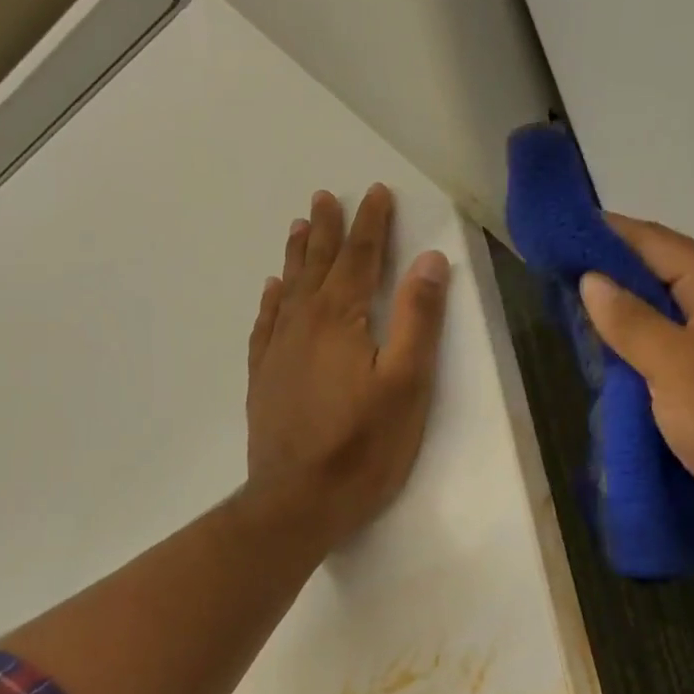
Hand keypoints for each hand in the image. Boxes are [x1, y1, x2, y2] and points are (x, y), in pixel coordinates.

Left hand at [245, 184, 451, 548]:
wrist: (297, 501)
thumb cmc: (363, 446)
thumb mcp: (407, 384)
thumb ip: (418, 319)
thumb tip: (430, 260)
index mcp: (342, 318)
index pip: (360, 258)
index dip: (372, 224)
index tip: (376, 192)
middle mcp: (303, 323)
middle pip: (319, 265)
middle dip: (329, 228)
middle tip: (326, 196)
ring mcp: (277, 351)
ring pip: (289, 288)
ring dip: (297, 255)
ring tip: (299, 226)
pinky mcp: (264, 378)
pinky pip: (265, 323)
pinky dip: (272, 300)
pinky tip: (272, 291)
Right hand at [579, 215, 693, 560]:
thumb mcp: (678, 367)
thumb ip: (631, 322)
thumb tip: (590, 280)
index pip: (656, 244)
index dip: (606, 235)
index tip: (557, 233)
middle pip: (657, 278)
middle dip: (606, 278)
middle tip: (549, 277)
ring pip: (657, 321)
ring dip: (616, 320)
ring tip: (562, 314)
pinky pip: (663, 357)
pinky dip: (632, 355)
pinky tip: (598, 359)